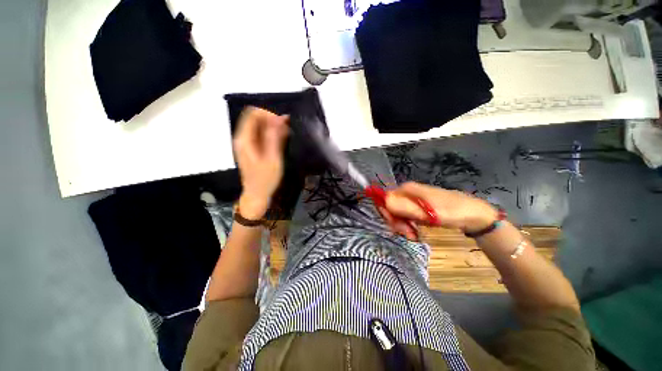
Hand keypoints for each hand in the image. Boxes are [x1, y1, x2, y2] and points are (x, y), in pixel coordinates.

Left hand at [233, 107, 288, 218]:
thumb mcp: (273, 159)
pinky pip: (261, 134)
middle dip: (272, 120)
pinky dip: (272, 134)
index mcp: (245, 139)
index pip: (253, 114)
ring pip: (259, 126)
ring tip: (286, 134)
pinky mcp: (252, 148)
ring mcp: (247, 143)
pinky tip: (282, 139)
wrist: (257, 194)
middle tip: (287, 129)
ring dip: (273, 127)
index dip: (269, 114)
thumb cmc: (265, 179)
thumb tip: (280, 119)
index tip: (283, 123)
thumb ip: (275, 138)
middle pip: (255, 118)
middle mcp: (243, 138)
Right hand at [379, 182, 497, 238]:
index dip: (387, 213)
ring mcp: (413, 199)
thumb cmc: (452, 211)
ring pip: (398, 212)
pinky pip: (407, 216)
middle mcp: (407, 192)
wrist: (474, 214)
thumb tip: (384, 202)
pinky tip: (415, 233)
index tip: (395, 227)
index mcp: (407, 189)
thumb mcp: (427, 213)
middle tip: (407, 234)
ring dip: (402, 225)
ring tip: (413, 236)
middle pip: (391, 206)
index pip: (385, 199)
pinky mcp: (419, 206)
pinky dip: (409, 225)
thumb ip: (404, 208)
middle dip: (396, 221)